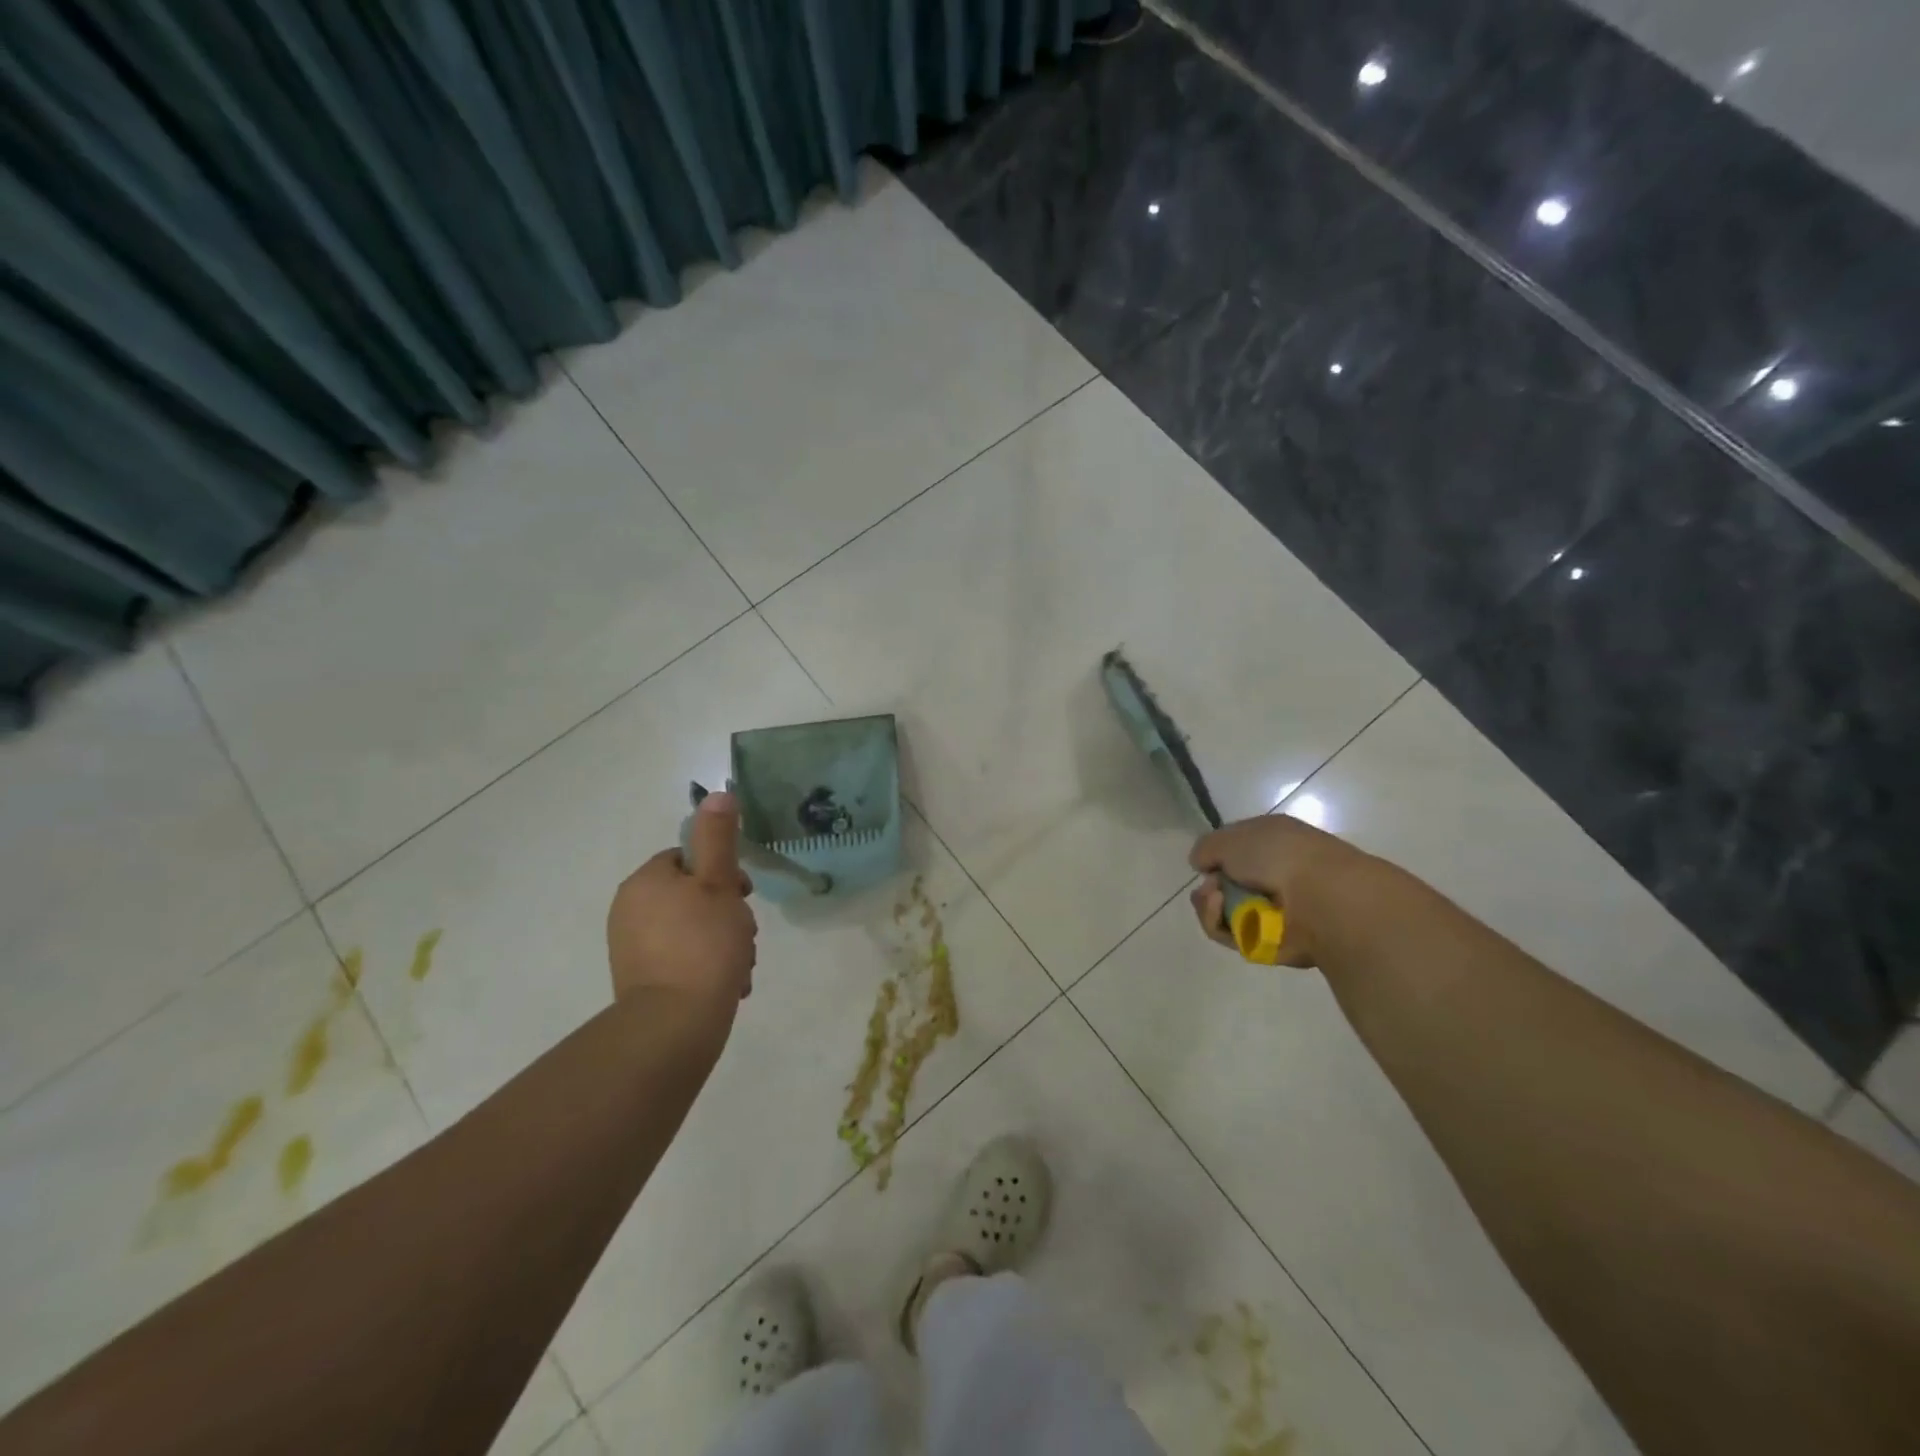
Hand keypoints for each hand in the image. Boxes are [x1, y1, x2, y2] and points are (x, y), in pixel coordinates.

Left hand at [607, 792, 756, 1003]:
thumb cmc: (703, 944)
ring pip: (692, 929)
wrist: (674, 1024)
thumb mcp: (718, 883)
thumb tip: (718, 793)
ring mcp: (632, 947)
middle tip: (746, 935)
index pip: (688, 859)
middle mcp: (630, 909)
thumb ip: (718, 838)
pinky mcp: (640, 979)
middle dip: (726, 914)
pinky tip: (729, 984)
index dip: (722, 873)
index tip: (744, 895)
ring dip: (722, 942)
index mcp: (646, 881)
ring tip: (740, 967)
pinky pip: (681, 958)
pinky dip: (705, 966)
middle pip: (692, 896)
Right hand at [1188, 813, 1372, 968]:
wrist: (1321, 897)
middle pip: (1224, 886)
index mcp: (1272, 844)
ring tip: (1215, 900)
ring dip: (1210, 906)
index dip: (1215, 857)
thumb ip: (1207, 847)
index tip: (1206, 862)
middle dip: (1209, 886)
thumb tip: (1201, 864)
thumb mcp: (1232, 836)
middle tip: (1211, 887)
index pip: (1234, 852)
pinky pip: (1230, 936)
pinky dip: (1218, 924)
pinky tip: (1221, 911)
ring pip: (1223, 912)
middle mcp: (1273, 877)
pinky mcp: (1268, 942)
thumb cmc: (1278, 855)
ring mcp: (1272, 911)